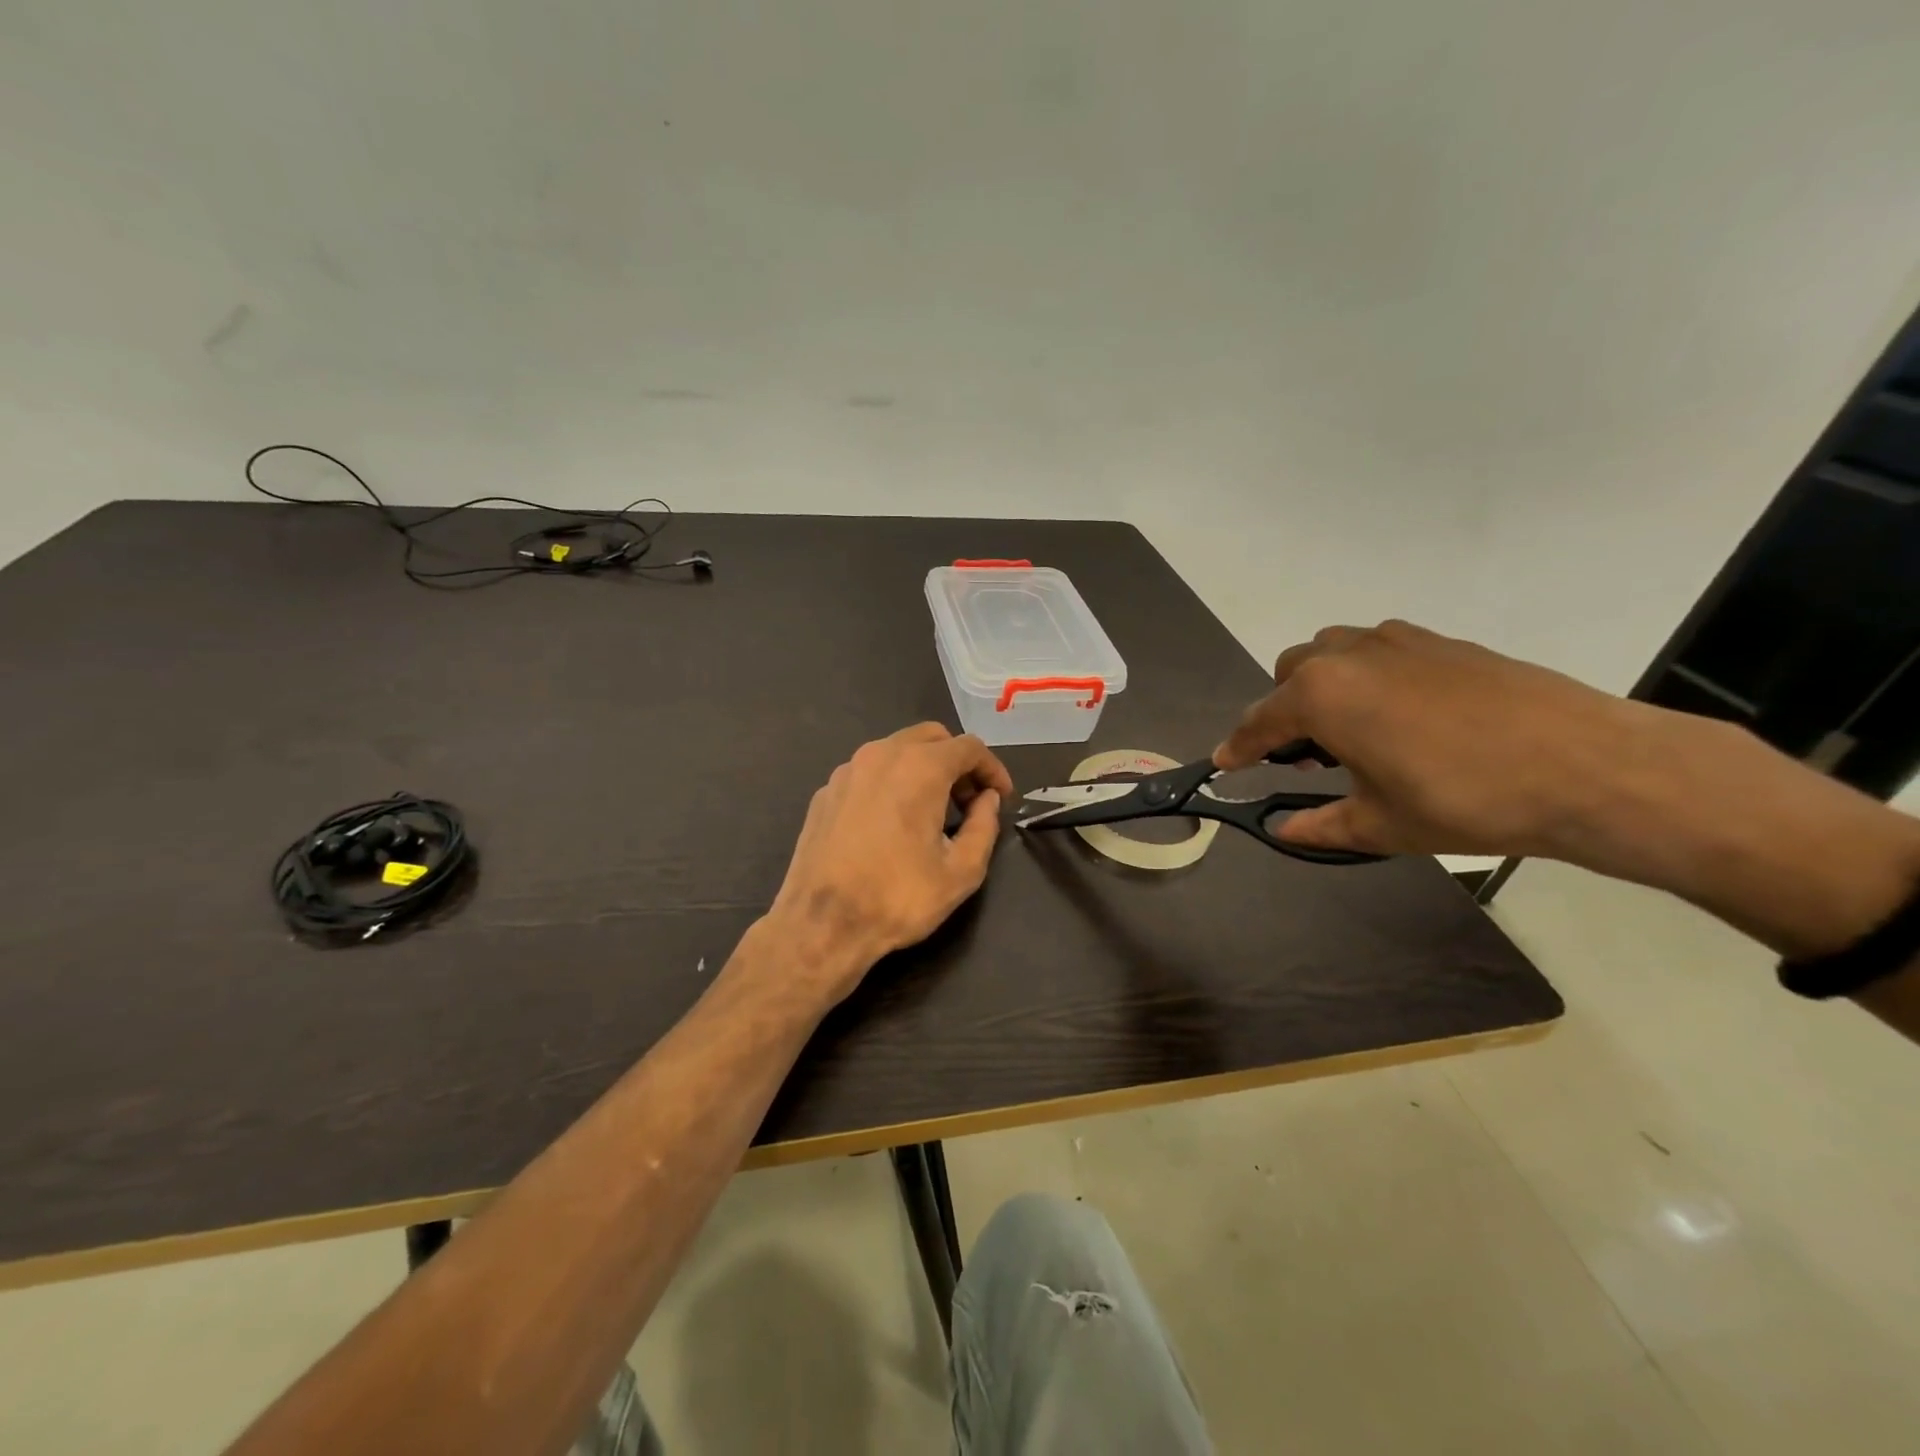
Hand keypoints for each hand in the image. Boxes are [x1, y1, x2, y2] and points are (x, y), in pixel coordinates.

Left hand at [765, 723, 1013, 1002]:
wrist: (821, 924)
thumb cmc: (898, 898)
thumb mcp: (961, 871)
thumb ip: (984, 826)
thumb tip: (988, 800)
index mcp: (919, 767)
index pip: (969, 747)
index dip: (992, 768)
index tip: (1001, 796)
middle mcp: (881, 755)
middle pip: (932, 737)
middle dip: (957, 762)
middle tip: (968, 801)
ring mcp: (848, 770)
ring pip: (897, 750)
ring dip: (923, 769)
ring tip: (932, 811)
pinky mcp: (826, 791)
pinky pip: (869, 773)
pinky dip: (891, 783)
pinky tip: (892, 822)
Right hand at [1212, 620, 1652, 859]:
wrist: (1590, 768)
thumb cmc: (1466, 800)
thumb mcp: (1382, 825)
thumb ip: (1321, 825)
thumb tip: (1286, 830)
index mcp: (1321, 696)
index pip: (1260, 722)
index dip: (1238, 748)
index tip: (1224, 764)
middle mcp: (1349, 656)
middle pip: (1290, 674)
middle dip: (1283, 712)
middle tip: (1304, 755)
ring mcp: (1398, 641)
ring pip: (1333, 653)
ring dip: (1322, 686)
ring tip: (1351, 731)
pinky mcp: (1442, 641)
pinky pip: (1379, 650)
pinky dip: (1367, 676)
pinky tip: (1401, 716)